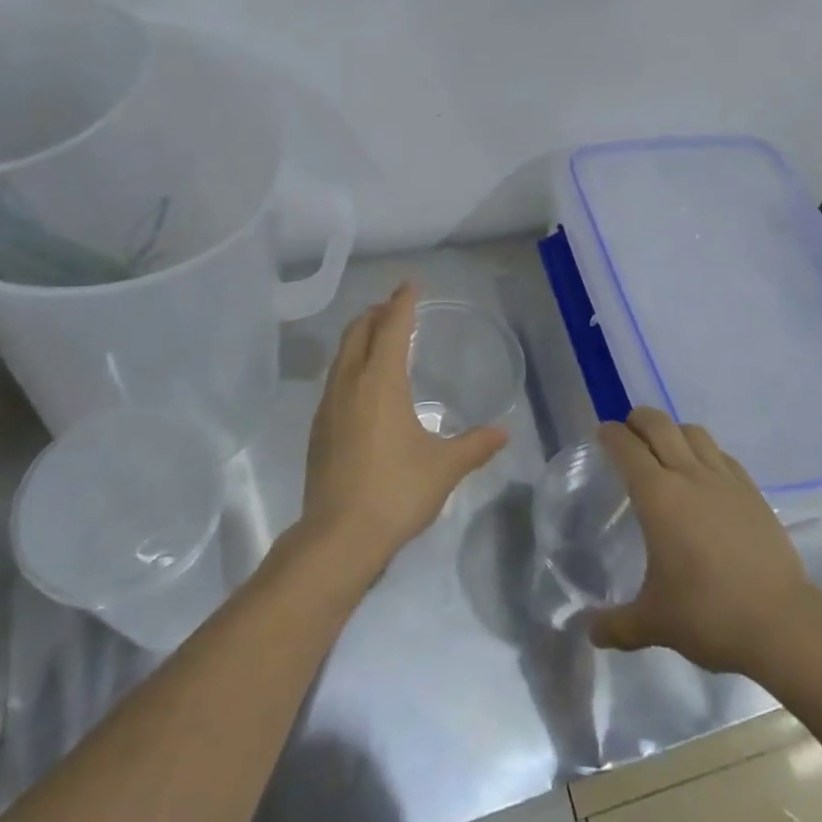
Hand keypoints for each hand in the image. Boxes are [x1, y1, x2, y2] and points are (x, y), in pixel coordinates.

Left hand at [300, 283, 507, 573]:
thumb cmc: (396, 492)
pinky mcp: (318, 428)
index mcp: (381, 382)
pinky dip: (350, 364)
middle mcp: (350, 383)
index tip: (410, 284)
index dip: (402, 302)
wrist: (338, 537)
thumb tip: (503, 434)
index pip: (392, 327)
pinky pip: (334, 379)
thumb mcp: (444, 467)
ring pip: (342, 355)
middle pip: (358, 332)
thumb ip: (475, 446)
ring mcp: (328, 405)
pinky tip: (362, 386)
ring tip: (378, 338)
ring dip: (360, 337)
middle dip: (376, 313)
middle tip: (395, 308)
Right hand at [590, 409, 821, 677]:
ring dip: (674, 431)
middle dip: (638, 420)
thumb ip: (617, 625)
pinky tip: (705, 476)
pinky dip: (705, 453)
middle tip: (628, 435)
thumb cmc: (709, 615)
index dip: (610, 435)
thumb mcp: (654, 623)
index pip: (626, 447)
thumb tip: (589, 632)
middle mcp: (689, 475)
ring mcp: (725, 480)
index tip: (601, 435)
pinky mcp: (752, 492)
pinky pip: (722, 455)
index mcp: (658, 496)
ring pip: (694, 432)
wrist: (782, 623)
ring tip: (666, 450)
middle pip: (659, 424)